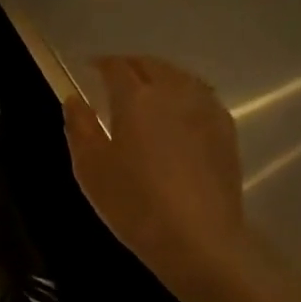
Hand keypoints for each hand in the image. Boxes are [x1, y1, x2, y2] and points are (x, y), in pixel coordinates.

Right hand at [63, 56, 249, 295]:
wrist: (197, 237)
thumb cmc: (134, 204)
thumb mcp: (91, 169)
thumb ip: (79, 128)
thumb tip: (74, 100)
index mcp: (136, 98)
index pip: (116, 66)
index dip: (101, 63)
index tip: (90, 68)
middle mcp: (173, 92)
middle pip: (152, 65)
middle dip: (131, 65)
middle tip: (116, 77)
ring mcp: (205, 109)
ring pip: (180, 77)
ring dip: (160, 76)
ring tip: (148, 90)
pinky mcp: (226, 130)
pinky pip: (201, 97)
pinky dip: (184, 94)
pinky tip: (179, 113)